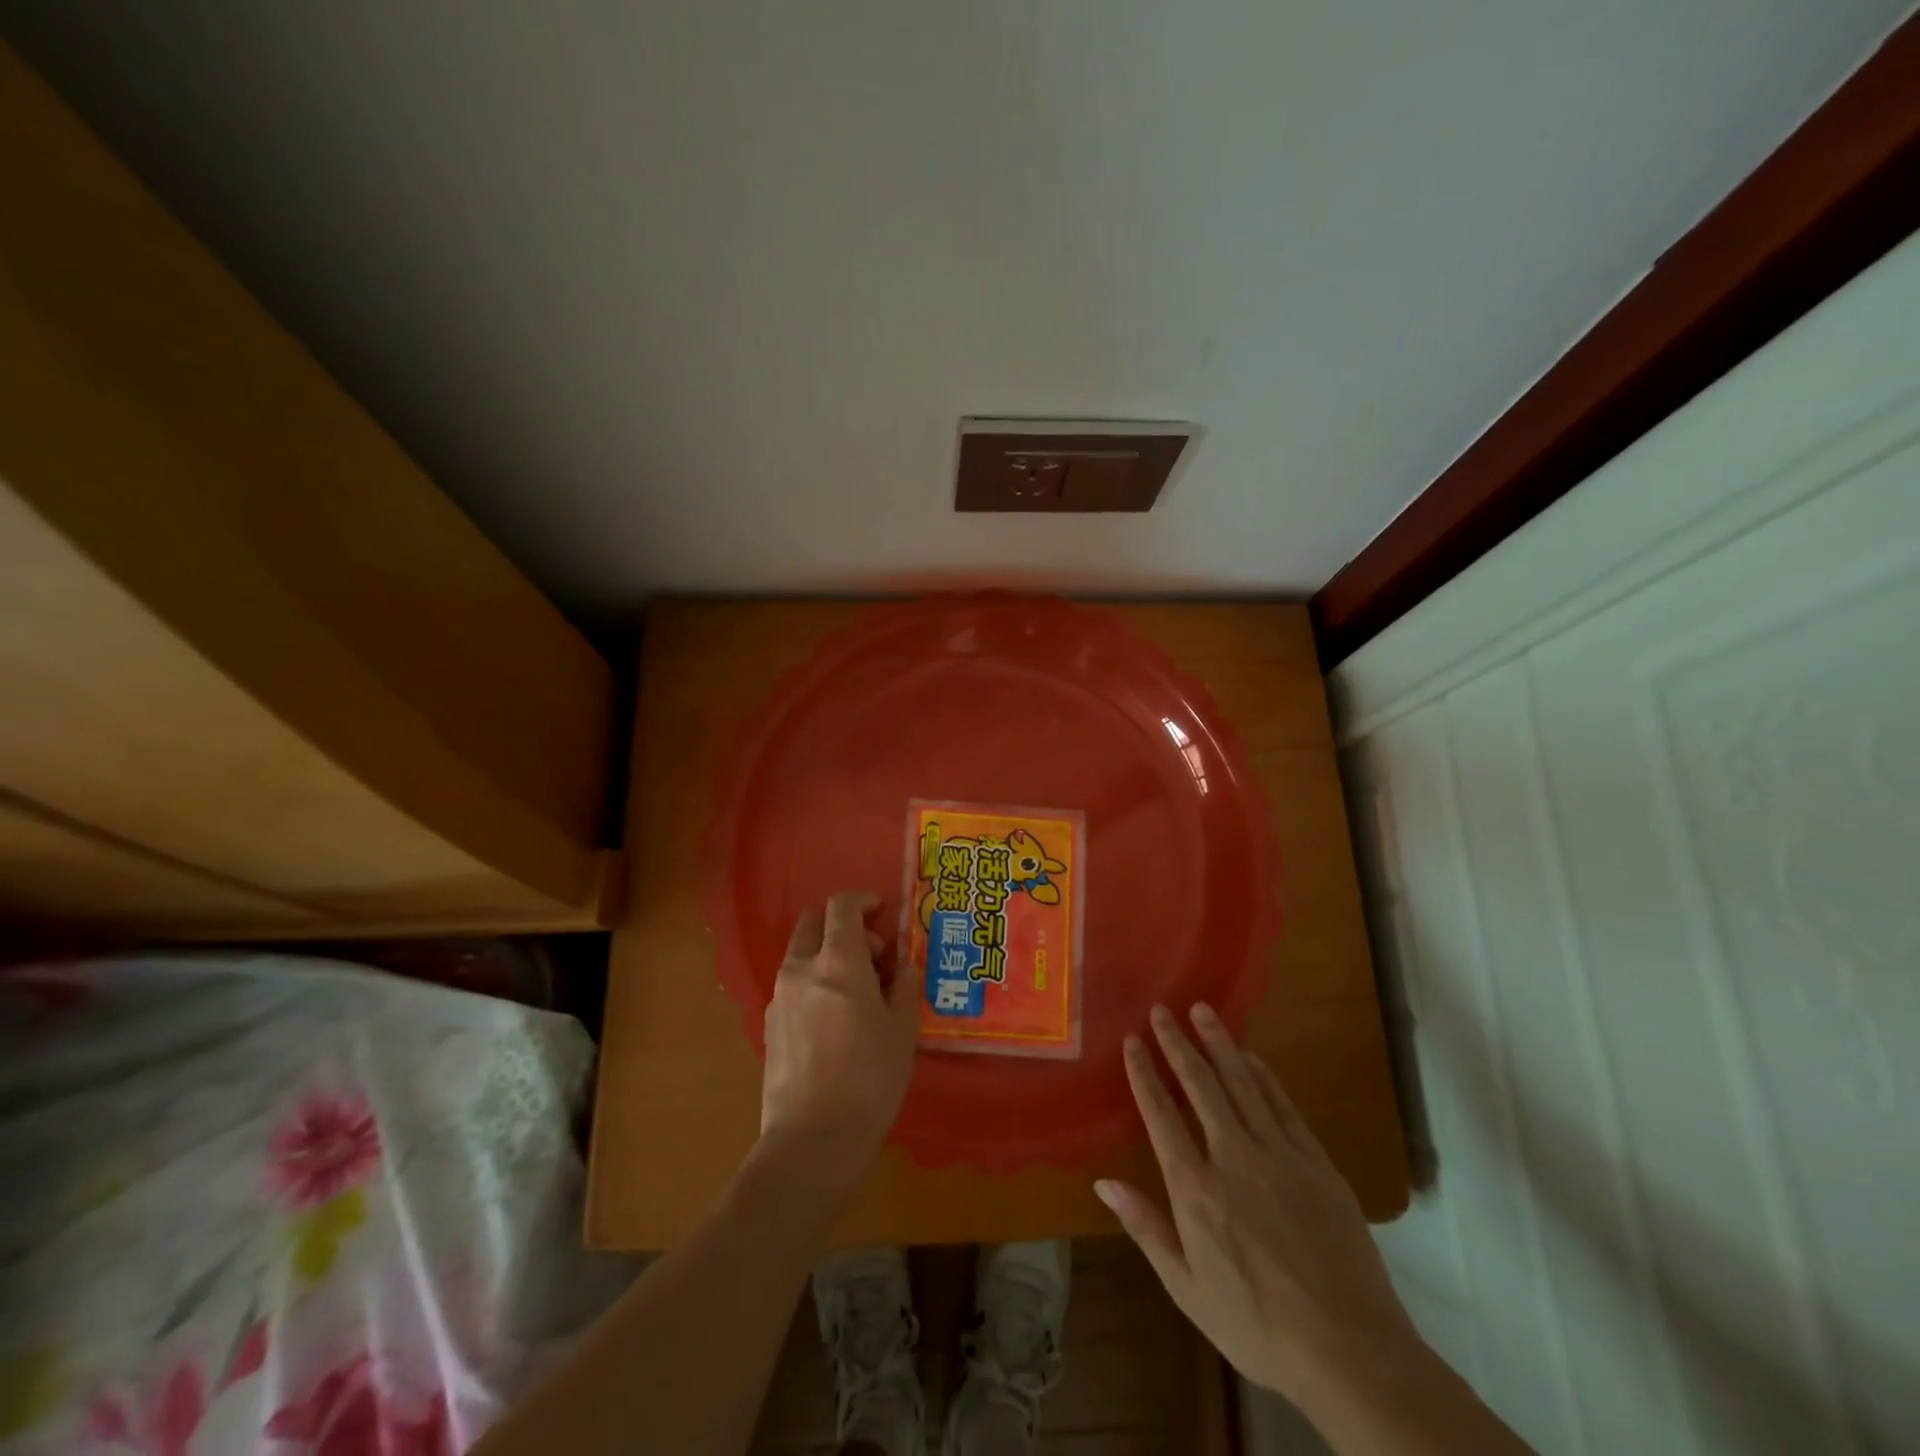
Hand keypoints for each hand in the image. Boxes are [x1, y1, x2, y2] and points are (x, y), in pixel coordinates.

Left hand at [759, 891, 919, 1188]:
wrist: (812, 1141)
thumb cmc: (869, 1079)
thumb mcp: (902, 1029)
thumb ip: (904, 985)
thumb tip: (903, 965)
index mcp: (837, 961)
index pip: (841, 905)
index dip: (863, 900)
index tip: (882, 910)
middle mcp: (801, 968)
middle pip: (814, 923)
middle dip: (843, 926)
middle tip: (873, 955)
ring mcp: (779, 997)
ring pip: (802, 955)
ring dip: (828, 956)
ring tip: (858, 993)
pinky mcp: (769, 1025)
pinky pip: (794, 985)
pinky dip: (815, 983)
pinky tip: (836, 1021)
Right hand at [1096, 1004, 1423, 1405]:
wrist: (1351, 1352)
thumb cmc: (1258, 1326)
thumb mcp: (1187, 1289)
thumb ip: (1146, 1228)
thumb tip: (1103, 1182)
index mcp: (1195, 1188)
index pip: (1160, 1114)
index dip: (1144, 1073)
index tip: (1133, 1041)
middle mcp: (1232, 1157)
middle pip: (1200, 1085)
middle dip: (1178, 1044)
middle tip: (1163, 1009)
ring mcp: (1279, 1154)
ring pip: (1242, 1083)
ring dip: (1219, 1044)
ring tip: (1203, 1011)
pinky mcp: (1315, 1161)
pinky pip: (1283, 1105)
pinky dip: (1263, 1076)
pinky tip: (1251, 1058)